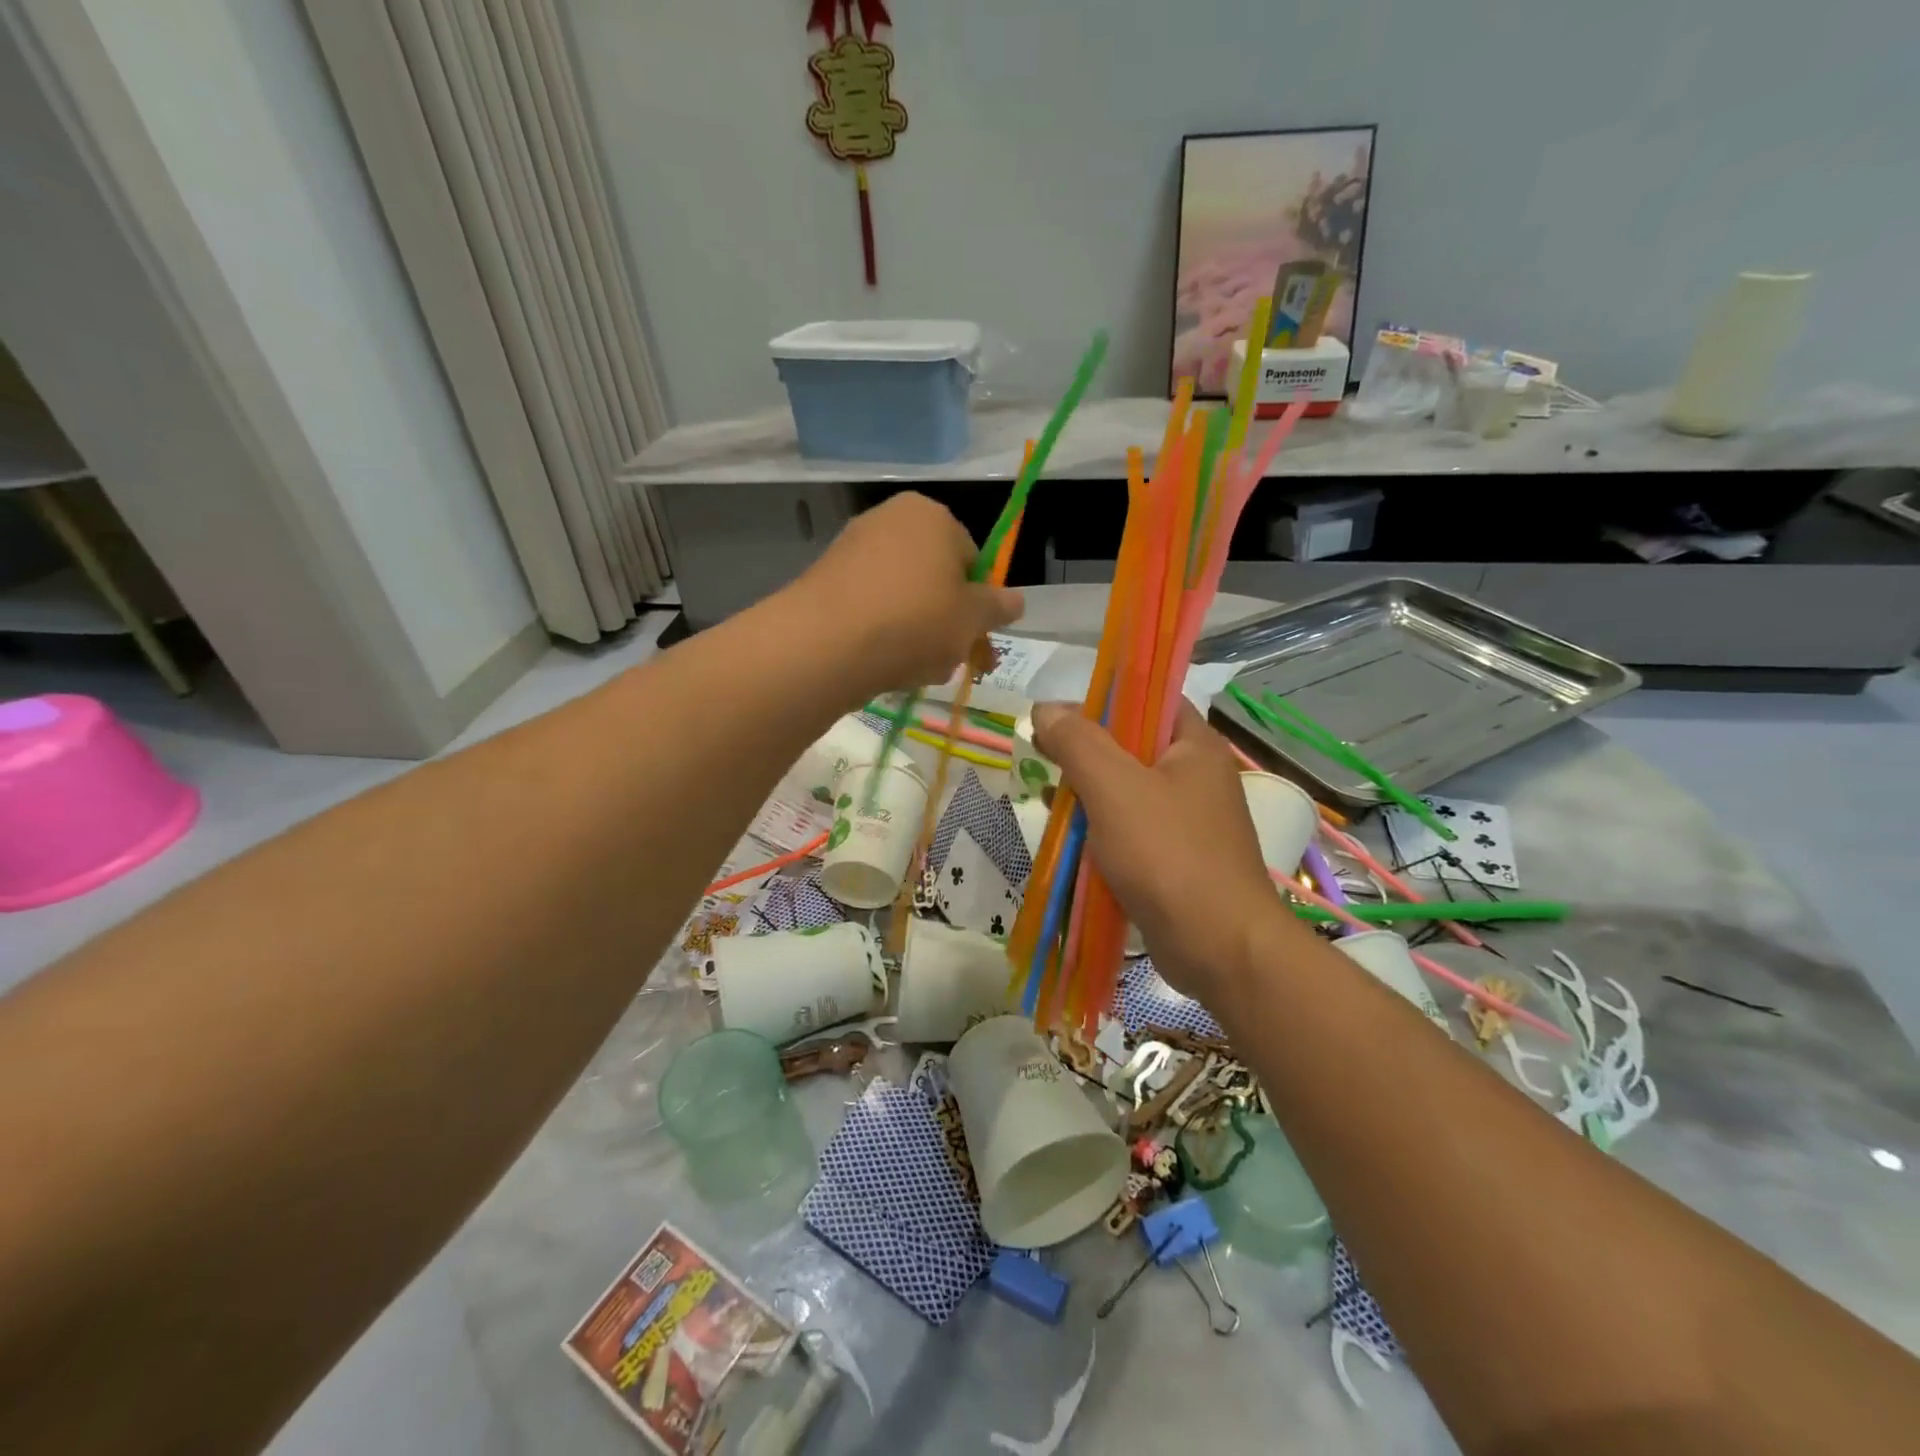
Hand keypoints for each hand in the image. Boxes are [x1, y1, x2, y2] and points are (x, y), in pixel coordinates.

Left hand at [787, 493, 1022, 696]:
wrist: (826, 643)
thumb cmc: (915, 620)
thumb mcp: (972, 618)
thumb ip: (998, 607)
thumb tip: (1016, 600)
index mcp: (932, 515)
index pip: (972, 558)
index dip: (979, 602)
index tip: (979, 638)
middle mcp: (890, 520)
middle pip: (935, 579)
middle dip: (948, 622)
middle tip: (954, 662)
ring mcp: (852, 549)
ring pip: (903, 598)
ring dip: (918, 635)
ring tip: (918, 670)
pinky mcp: (825, 582)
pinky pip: (870, 609)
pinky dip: (883, 634)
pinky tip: (885, 665)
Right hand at [1032, 701, 1290, 1003]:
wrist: (1218, 947)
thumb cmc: (1168, 855)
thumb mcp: (1114, 788)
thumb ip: (1078, 742)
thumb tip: (1045, 708)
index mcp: (1194, 746)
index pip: (1149, 699)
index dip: (1104, 700)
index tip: (1060, 716)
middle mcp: (1195, 776)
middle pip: (1131, 746)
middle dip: (1085, 752)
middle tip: (1044, 758)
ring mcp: (1187, 820)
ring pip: (1126, 791)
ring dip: (1087, 793)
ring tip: (1048, 798)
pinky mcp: (1174, 858)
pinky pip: (1130, 829)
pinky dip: (1100, 829)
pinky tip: (1069, 838)